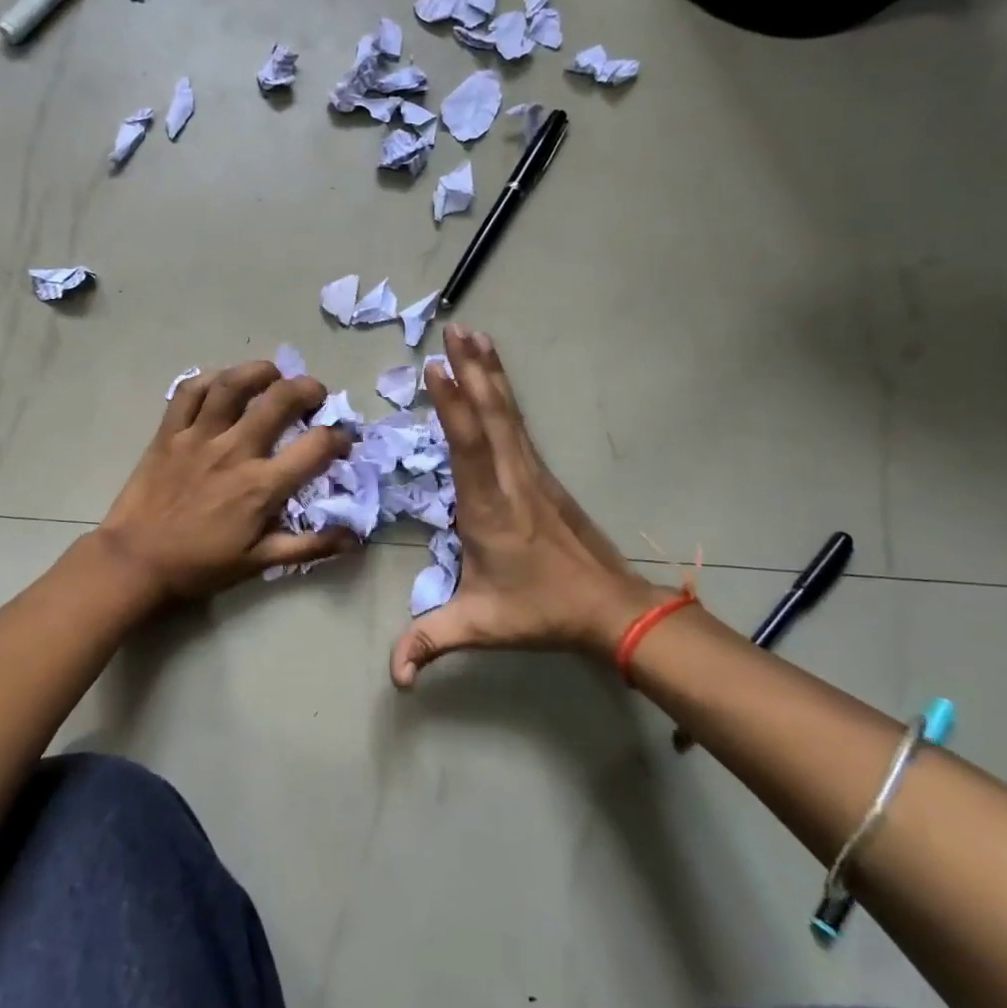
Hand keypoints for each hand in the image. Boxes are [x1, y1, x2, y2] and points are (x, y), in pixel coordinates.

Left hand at [96, 360, 358, 603]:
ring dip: (260, 372)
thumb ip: (309, 547)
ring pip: (232, 385)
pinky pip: (189, 392)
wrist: (136, 561)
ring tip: (273, 375)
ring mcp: (198, 437)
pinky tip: (222, 383)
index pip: (316, 447)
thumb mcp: (259, 562)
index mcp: (261, 486)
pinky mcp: (168, 432)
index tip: (342, 441)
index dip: (339, 438)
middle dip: (307, 389)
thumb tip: (354, 536)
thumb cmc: (200, 564)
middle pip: (279, 400)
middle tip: (314, 395)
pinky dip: (209, 379)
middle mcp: (234, 452)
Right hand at [391, 326, 668, 686]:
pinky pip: (517, 423)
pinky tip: (495, 378)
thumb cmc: (541, 611)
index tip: (437, 369)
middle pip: (492, 415)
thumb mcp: (481, 625)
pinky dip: (502, 392)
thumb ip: (432, 641)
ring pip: (507, 412)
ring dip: (490, 372)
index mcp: (490, 508)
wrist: (612, 608)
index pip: (470, 448)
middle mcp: (511, 479)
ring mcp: (531, 472)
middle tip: (455, 329)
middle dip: (473, 369)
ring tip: (473, 334)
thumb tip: (395, 678)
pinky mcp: (541, 473)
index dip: (454, 407)